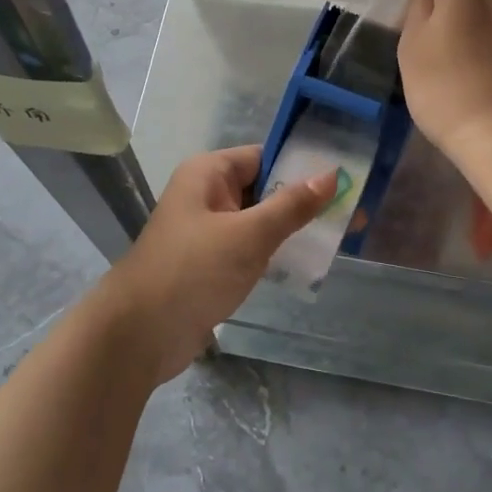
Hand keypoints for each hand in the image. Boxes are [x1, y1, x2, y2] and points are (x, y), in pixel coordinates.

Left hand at [101, 145, 336, 382]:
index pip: (264, 156)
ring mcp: (208, 230)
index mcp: (209, 173)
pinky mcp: (210, 263)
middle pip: (264, 187)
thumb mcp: (249, 235)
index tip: (344, 178)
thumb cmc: (193, 271)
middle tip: (352, 211)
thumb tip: (331, 175)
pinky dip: (275, 252)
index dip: (302, 165)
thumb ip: (291, 206)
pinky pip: (250, 248)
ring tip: (339, 236)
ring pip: (259, 220)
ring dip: (292, 229)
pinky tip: (307, 262)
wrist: (139, 334)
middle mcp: (207, 195)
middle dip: (303, 200)